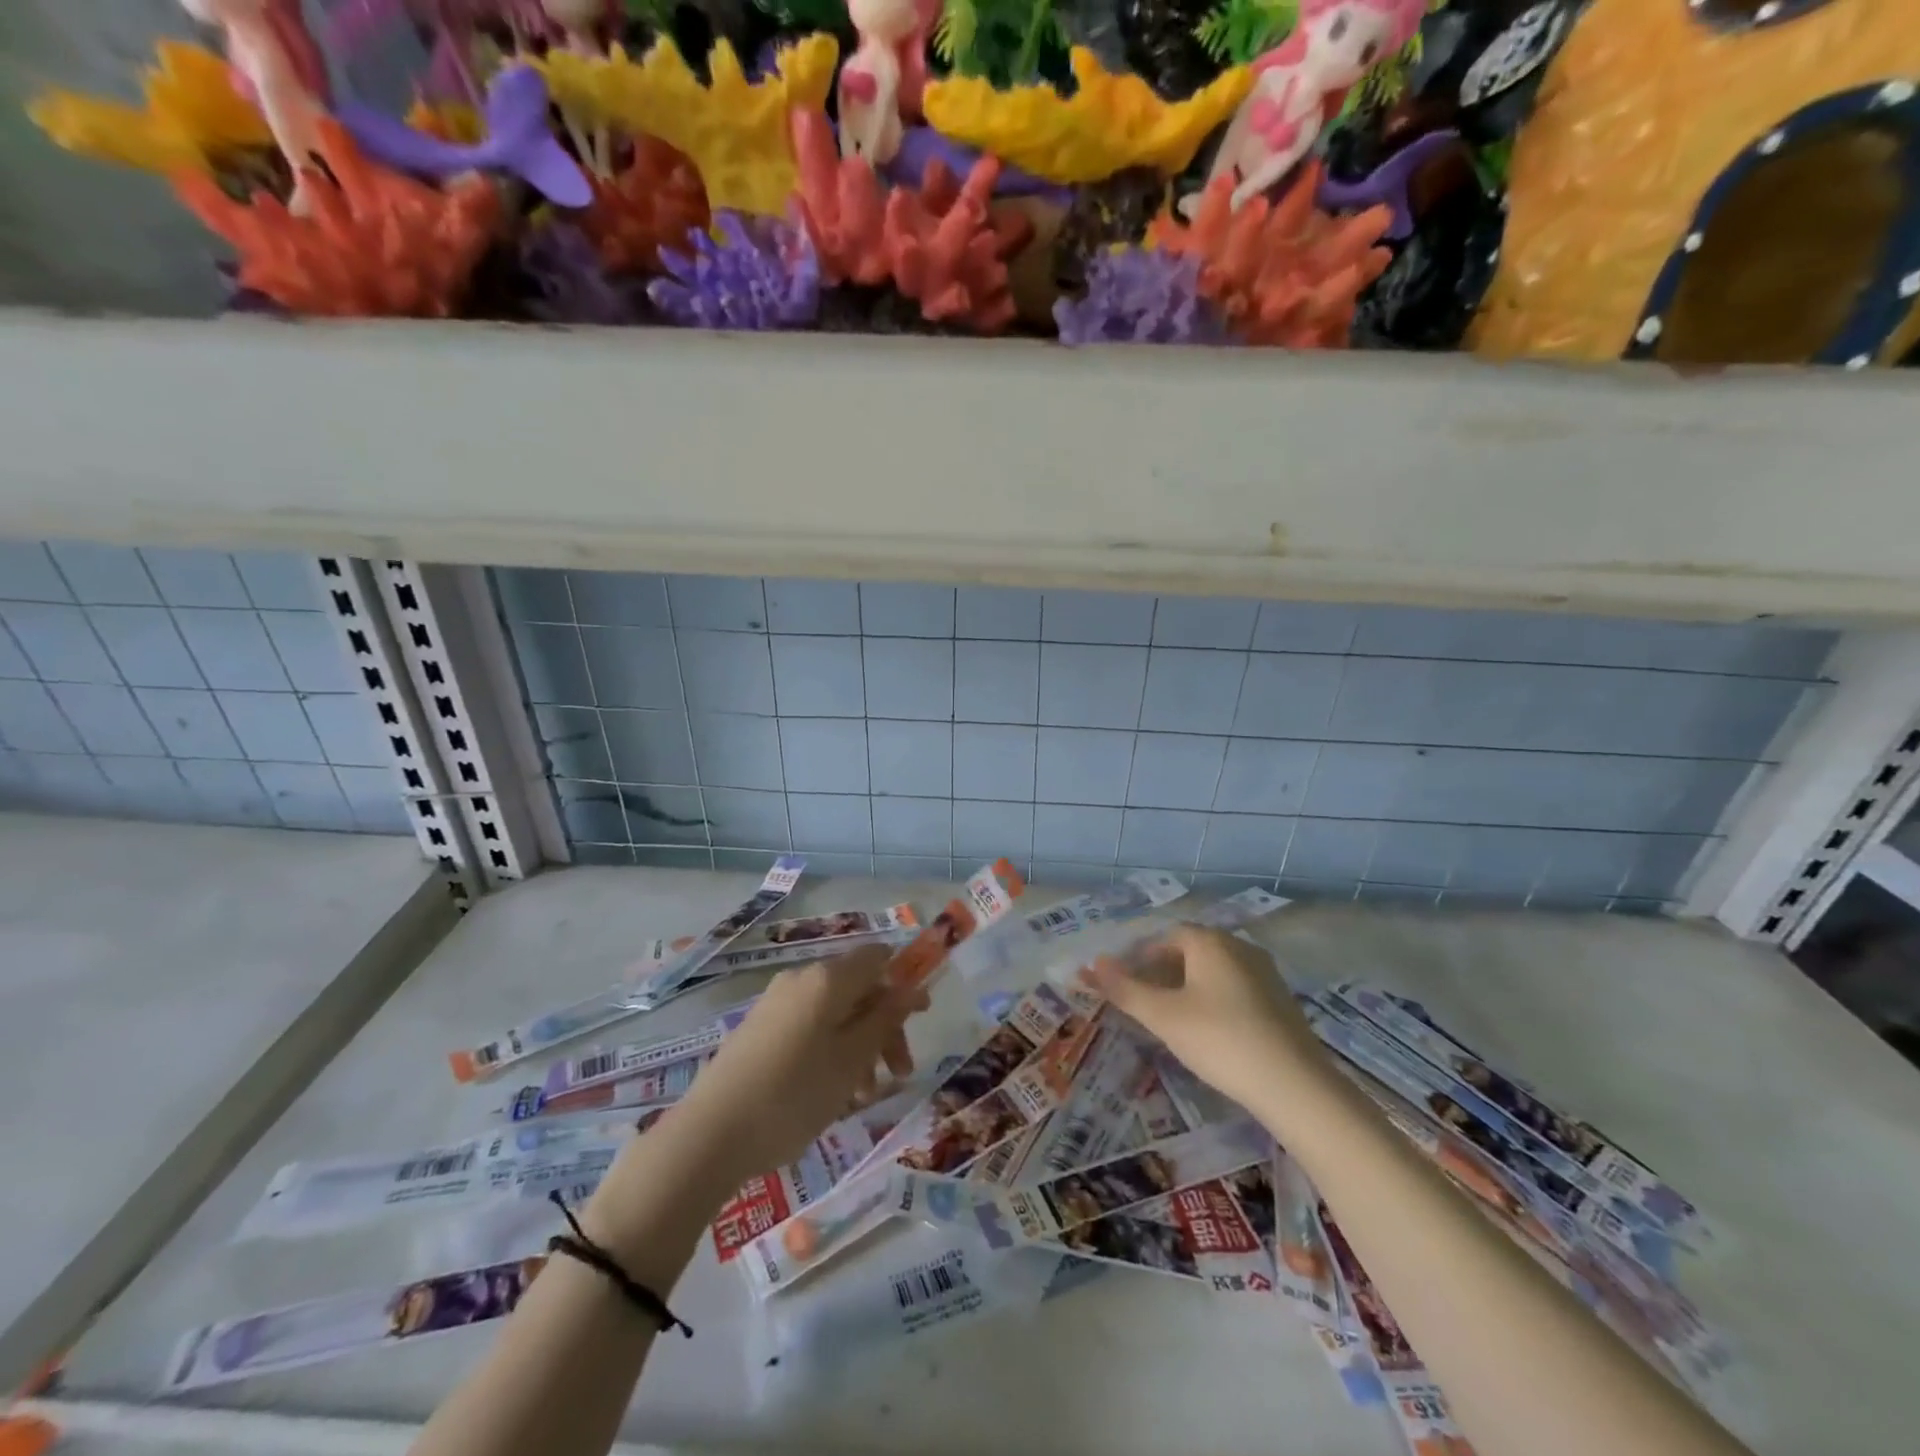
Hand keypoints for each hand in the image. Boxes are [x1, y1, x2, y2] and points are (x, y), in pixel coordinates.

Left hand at [671, 945, 928, 1182]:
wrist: (709, 1134)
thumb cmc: (793, 1094)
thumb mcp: (851, 1059)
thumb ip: (885, 1019)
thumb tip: (910, 987)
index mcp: (826, 978)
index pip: (877, 957)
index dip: (904, 981)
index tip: (921, 1018)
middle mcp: (801, 980)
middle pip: (858, 989)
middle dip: (885, 1026)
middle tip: (901, 1071)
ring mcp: (776, 1004)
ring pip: (835, 1013)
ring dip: (860, 1046)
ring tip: (865, 1095)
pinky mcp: (760, 1030)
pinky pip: (810, 1029)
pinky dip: (832, 1051)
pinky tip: (835, 1093)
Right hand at [1085, 925, 1325, 1110]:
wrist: (1295, 1085)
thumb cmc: (1220, 1040)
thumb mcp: (1163, 1017)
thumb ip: (1125, 989)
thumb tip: (1093, 965)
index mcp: (1210, 941)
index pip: (1165, 937)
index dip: (1139, 958)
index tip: (1124, 985)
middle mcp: (1239, 947)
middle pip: (1189, 951)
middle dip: (1161, 972)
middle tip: (1142, 1004)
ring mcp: (1265, 973)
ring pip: (1213, 971)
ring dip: (1187, 988)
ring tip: (1170, 1020)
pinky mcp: (1280, 1001)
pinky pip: (1235, 989)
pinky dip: (1213, 1001)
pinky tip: (1208, 1032)